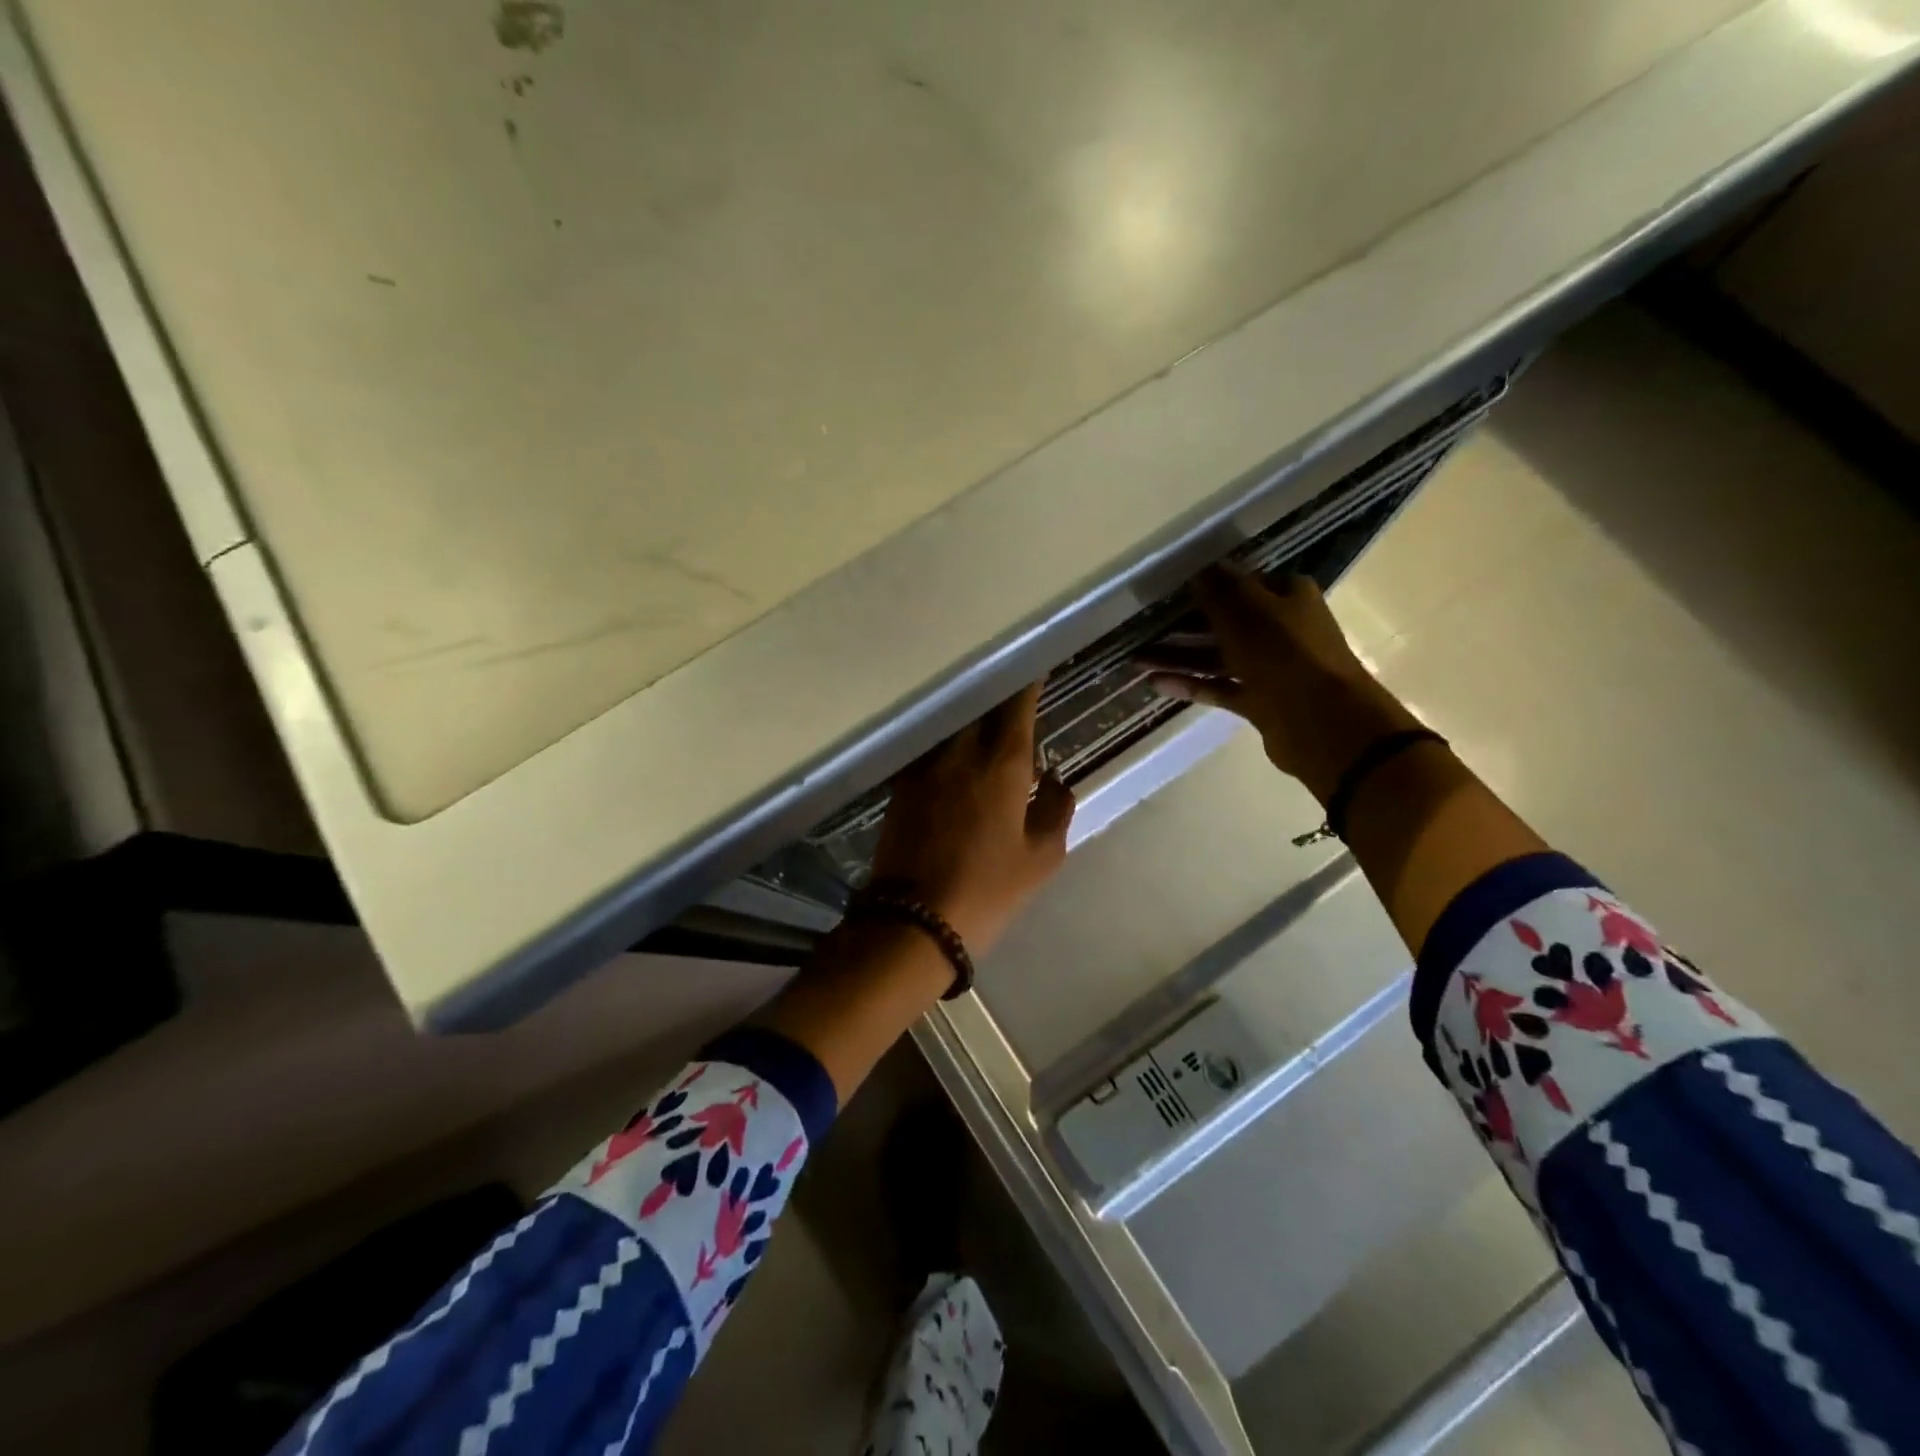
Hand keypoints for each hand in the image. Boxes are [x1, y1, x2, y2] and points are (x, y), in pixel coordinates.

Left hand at [869, 682, 1075, 956]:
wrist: (913, 920)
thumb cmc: (988, 889)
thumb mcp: (1041, 857)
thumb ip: (1057, 809)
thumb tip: (1057, 780)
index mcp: (1002, 764)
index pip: (1017, 705)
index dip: (1028, 683)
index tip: (1036, 667)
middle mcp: (960, 751)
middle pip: (980, 707)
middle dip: (998, 698)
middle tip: (1013, 699)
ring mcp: (924, 765)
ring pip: (952, 726)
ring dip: (970, 720)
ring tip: (984, 726)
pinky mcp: (900, 784)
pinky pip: (930, 749)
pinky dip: (946, 745)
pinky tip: (953, 758)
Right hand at [1140, 567, 1421, 802]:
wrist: (1320, 721)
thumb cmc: (1284, 652)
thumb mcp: (1247, 610)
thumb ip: (1219, 590)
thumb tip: (1199, 570)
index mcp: (1287, 596)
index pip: (1241, 583)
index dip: (1206, 585)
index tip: (1168, 591)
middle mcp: (1280, 628)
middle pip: (1225, 621)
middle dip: (1183, 624)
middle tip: (1143, 627)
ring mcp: (1270, 667)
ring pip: (1217, 656)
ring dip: (1179, 656)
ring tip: (1136, 659)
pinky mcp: (1259, 701)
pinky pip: (1218, 687)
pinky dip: (1190, 684)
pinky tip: (1155, 683)